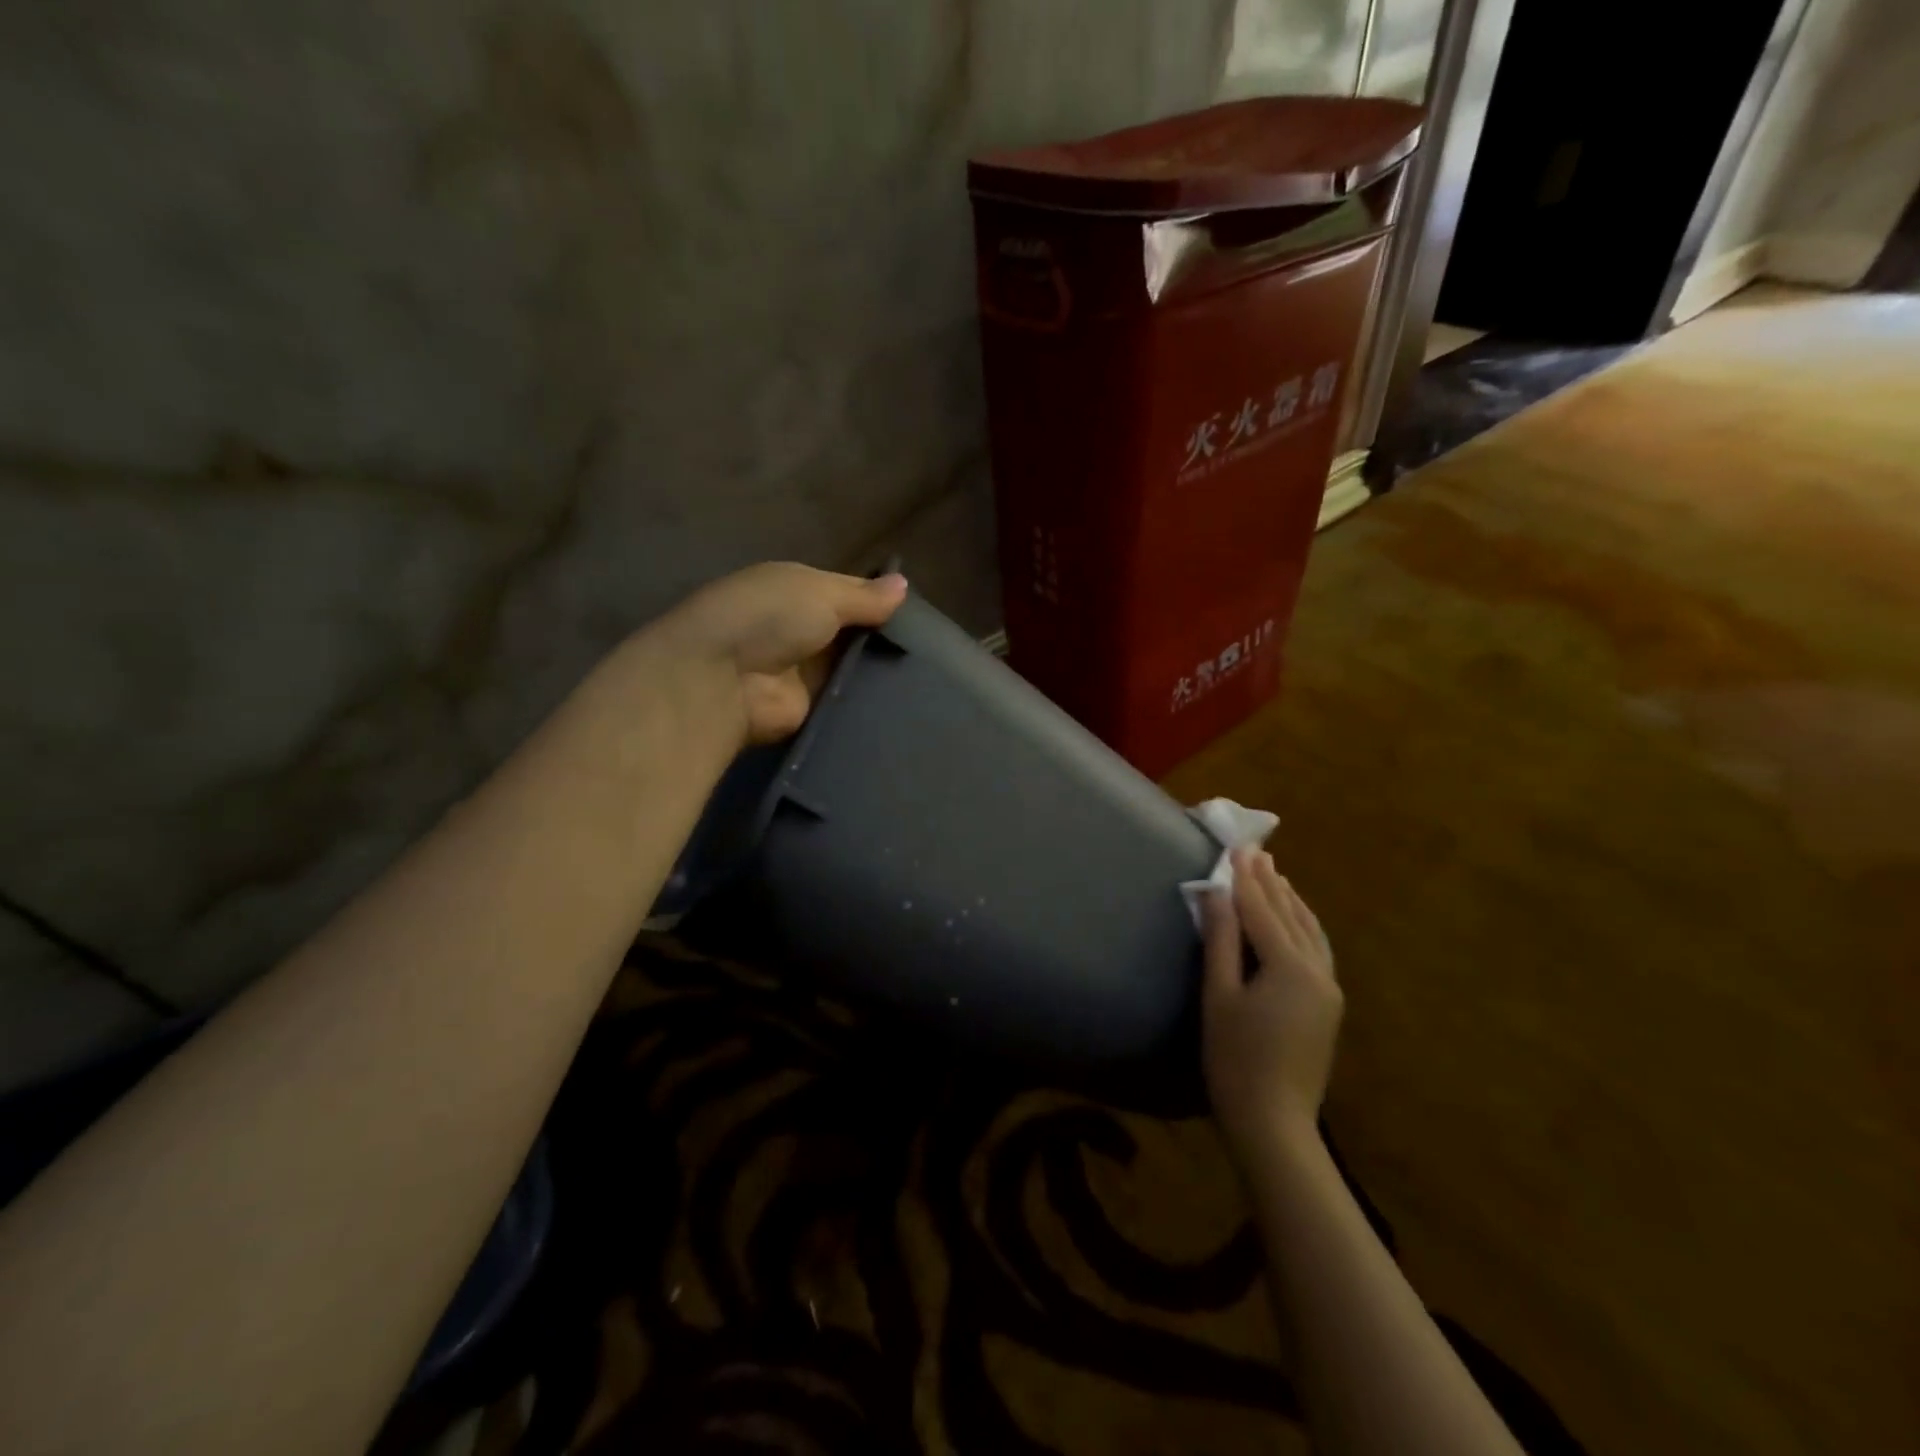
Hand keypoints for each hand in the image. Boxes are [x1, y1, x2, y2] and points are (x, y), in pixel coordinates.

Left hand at [650, 562, 908, 745]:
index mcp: (797, 590)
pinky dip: (870, 701)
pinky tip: (910, 703)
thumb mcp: (820, 592)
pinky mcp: (810, 709)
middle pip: (853, 633)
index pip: (849, 593)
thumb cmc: (769, 617)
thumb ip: (864, 596)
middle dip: (885, 638)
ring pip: (854, 668)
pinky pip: (848, 702)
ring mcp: (806, 672)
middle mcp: (801, 629)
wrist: (723, 679)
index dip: (880, 600)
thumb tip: (903, 585)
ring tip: (932, 676)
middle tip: (934, 649)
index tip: (920, 613)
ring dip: (881, 671)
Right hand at [1202, 848, 1342, 1160]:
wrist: (1274, 1123)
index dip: (1246, 879)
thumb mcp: (1219, 995)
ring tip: (1276, 876)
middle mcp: (1318, 972)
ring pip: (1311, 932)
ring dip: (1290, 902)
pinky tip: (1297, 920)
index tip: (1237, 847)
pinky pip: (1318, 950)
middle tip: (1256, 852)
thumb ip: (1221, 940)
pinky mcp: (1328, 1006)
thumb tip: (1218, 893)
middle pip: (1290, 916)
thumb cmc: (1235, 1059)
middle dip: (1271, 883)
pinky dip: (1304, 926)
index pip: (1263, 911)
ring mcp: (1328, 990)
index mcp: (1290, 967)